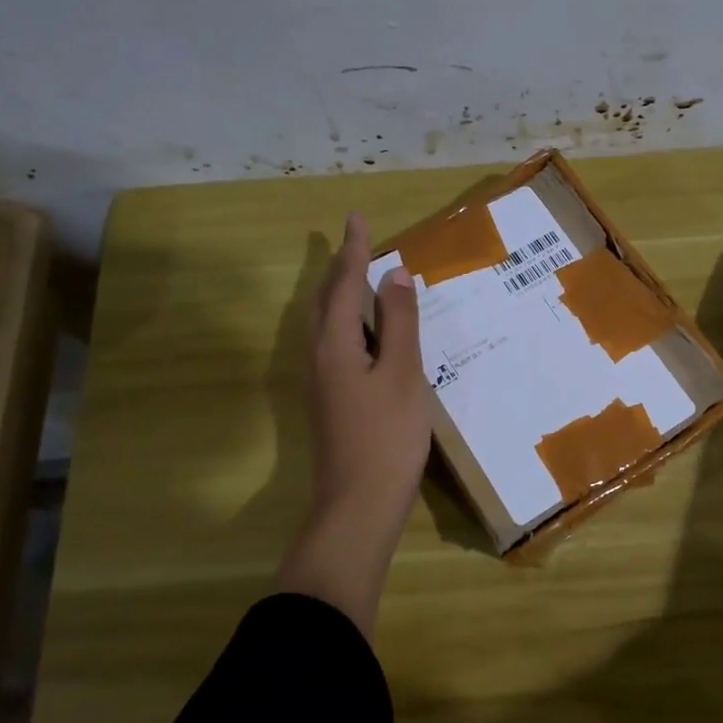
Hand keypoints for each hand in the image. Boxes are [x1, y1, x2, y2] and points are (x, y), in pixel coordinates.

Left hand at [276, 213, 430, 636]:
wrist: (359, 505)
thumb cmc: (387, 436)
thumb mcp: (402, 374)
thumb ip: (400, 323)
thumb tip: (395, 275)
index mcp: (335, 344)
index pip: (345, 284)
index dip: (354, 250)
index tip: (357, 217)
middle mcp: (320, 356)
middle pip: (327, 300)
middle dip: (341, 268)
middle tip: (358, 241)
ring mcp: (322, 381)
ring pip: (329, 323)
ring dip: (343, 294)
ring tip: (363, 275)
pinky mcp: (331, 400)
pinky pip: (337, 344)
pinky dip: (351, 322)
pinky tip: (369, 332)